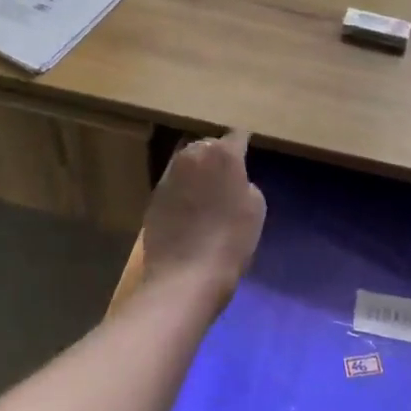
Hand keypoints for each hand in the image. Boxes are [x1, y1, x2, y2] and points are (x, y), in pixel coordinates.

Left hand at [142, 130, 265, 302]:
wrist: (185, 275)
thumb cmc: (230, 241)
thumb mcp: (256, 209)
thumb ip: (245, 183)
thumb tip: (234, 180)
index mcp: (223, 154)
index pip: (237, 136)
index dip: (243, 143)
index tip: (247, 149)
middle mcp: (193, 154)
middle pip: (208, 145)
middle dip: (217, 154)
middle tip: (226, 173)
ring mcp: (170, 173)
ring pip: (187, 160)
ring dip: (197, 169)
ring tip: (205, 188)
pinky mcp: (154, 194)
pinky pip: (173, 182)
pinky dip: (182, 189)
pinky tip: (188, 208)